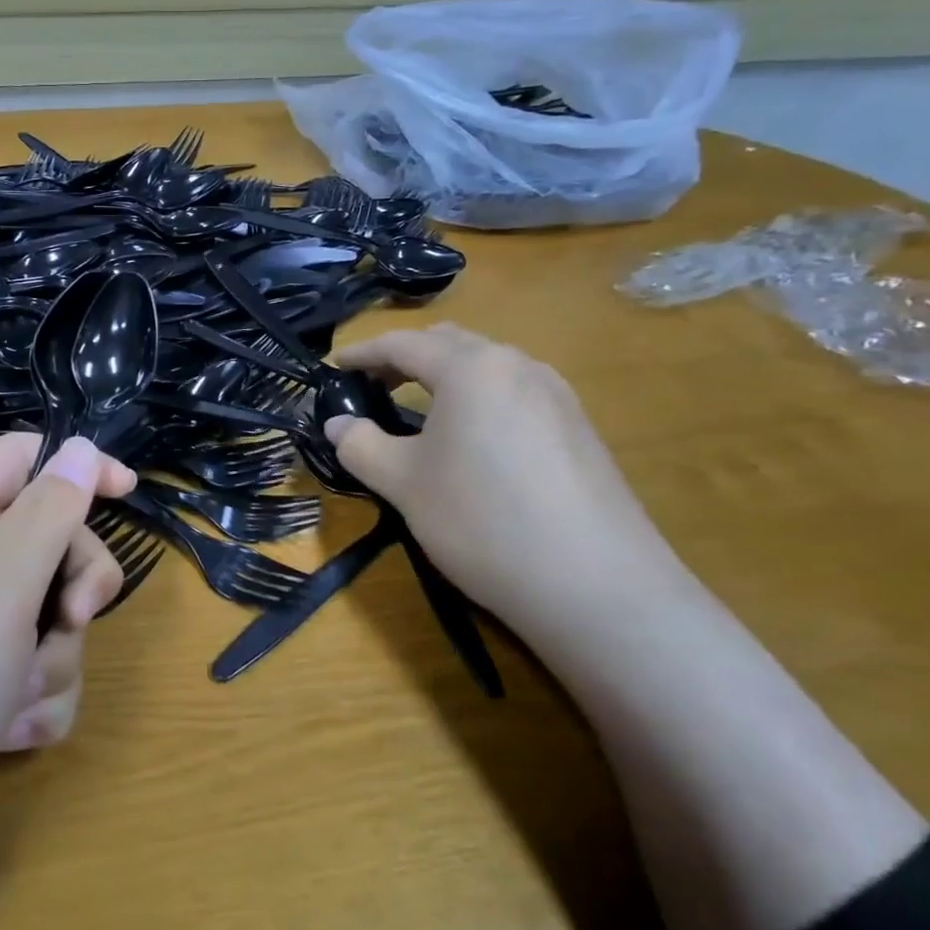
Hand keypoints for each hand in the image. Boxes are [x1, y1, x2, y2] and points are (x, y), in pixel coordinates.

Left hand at [0, 434, 135, 892]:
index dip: (76, 466)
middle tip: (70, 617)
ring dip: (53, 656)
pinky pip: (35, 671)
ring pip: (49, 614)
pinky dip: (36, 700)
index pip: (20, 458)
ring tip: (16, 697)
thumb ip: (51, 509)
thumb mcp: (1, 582)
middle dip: (72, 584)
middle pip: (47, 539)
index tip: (128, 492)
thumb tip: (82, 446)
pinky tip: (8, 735)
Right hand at [326, 324, 696, 642]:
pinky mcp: (579, 429)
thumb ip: (360, 445)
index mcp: (470, 368)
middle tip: (373, 388)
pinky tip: (473, 443)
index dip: (362, 354)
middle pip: (450, 344)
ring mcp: (557, 395)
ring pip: (487, 368)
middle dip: (405, 359)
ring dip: (445, 379)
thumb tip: (337, 424)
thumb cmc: (480, 520)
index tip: (333, 368)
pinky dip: (479, 401)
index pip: (403, 344)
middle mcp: (517, 365)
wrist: (595, 585)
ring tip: (419, 416)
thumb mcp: (403, 484)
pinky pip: (515, 395)